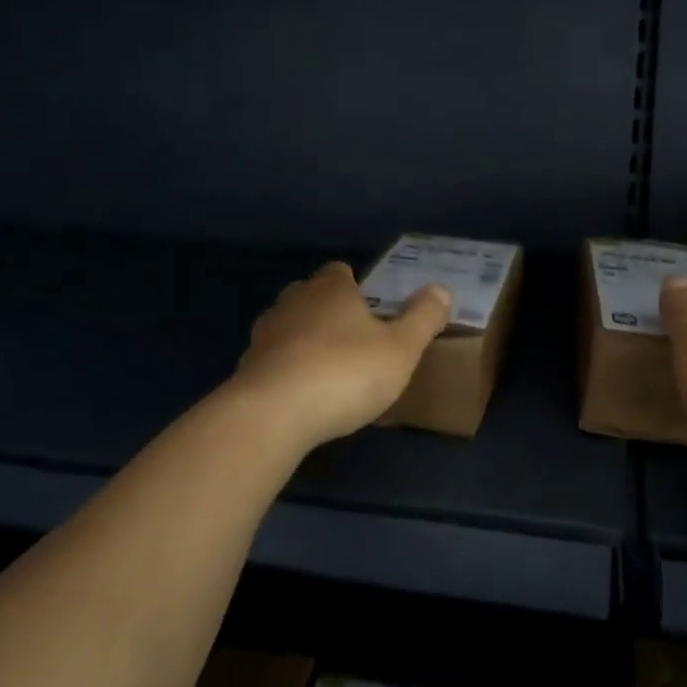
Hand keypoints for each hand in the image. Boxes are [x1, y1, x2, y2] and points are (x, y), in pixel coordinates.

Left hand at [230, 262, 451, 450]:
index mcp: (330, 290)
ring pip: (288, 327)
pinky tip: (303, 397)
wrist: (273, 415)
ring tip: (328, 369)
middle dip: (328, 311)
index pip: (339, 271)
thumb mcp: (401, 348)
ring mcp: (264, 335)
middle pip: (310, 296)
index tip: (371, 306)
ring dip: (304, 342)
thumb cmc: (345, 372)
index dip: (355, 285)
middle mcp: (293, 302)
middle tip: (353, 337)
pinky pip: (273, 362)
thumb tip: (441, 289)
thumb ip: (423, 318)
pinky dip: (287, 372)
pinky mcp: (246, 370)